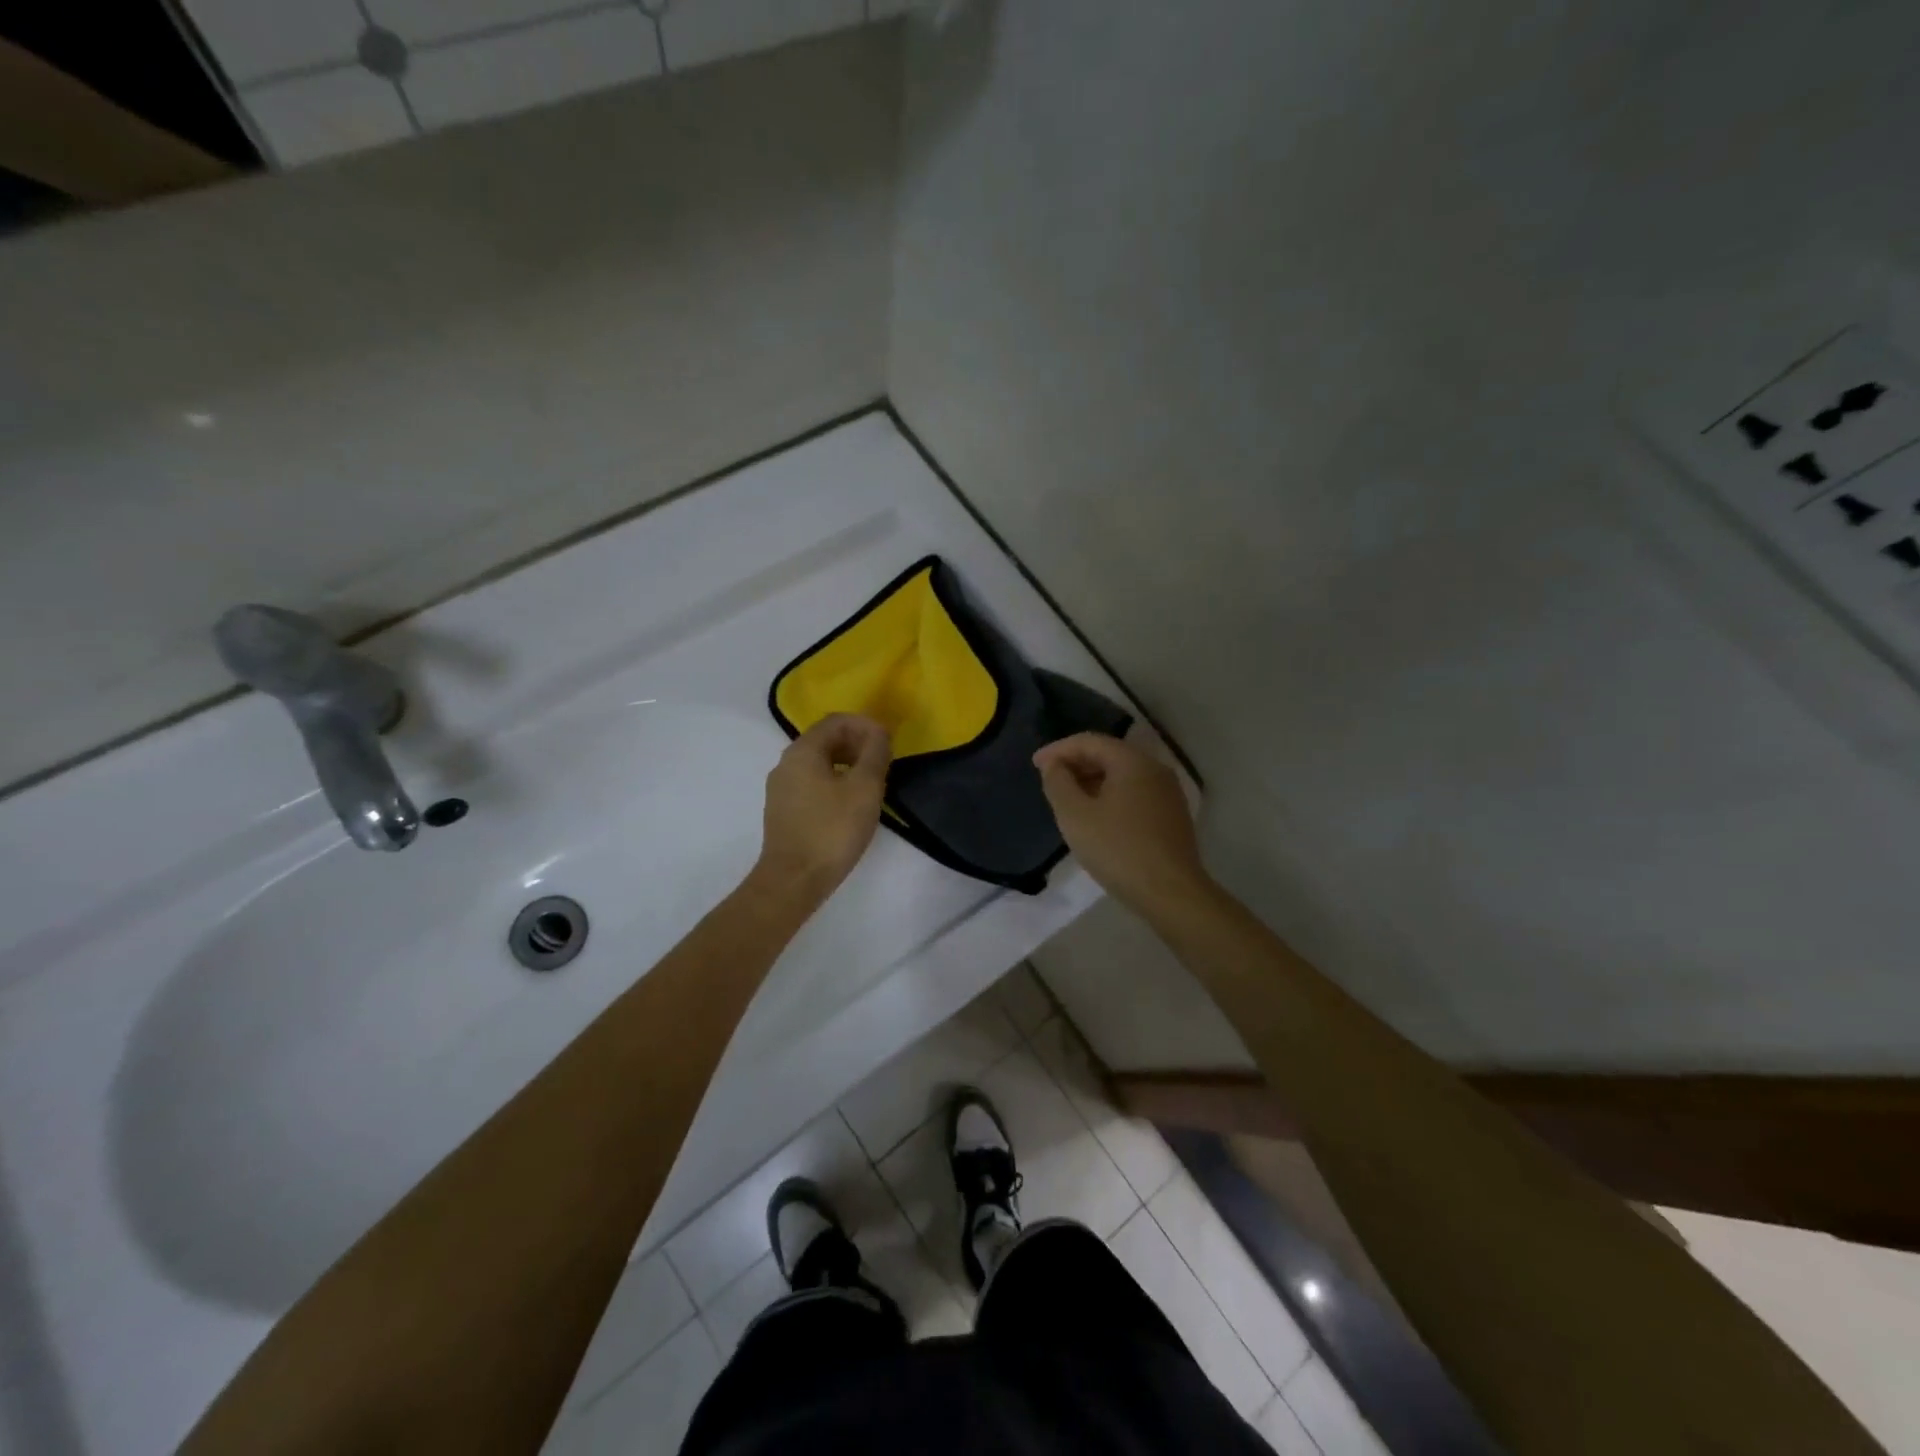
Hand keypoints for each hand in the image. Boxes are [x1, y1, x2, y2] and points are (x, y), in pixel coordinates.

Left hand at [755, 714, 891, 904]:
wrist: (794, 880)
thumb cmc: (832, 830)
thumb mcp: (865, 788)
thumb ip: (875, 754)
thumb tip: (879, 734)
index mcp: (803, 751)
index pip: (836, 721)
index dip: (865, 725)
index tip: (889, 742)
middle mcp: (786, 763)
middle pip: (825, 739)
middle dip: (857, 743)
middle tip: (884, 762)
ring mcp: (781, 788)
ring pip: (819, 763)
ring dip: (848, 764)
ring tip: (872, 783)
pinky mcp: (784, 811)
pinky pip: (812, 783)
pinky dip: (835, 782)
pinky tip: (852, 804)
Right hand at [1033, 732, 1208, 912]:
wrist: (1170, 893)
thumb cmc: (1118, 849)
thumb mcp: (1075, 816)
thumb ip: (1058, 783)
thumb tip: (1054, 765)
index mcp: (1133, 762)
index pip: (1090, 742)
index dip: (1059, 749)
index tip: (1035, 765)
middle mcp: (1155, 769)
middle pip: (1109, 755)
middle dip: (1076, 764)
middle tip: (1049, 780)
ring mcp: (1168, 794)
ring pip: (1123, 776)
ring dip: (1092, 781)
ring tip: (1068, 799)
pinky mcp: (1172, 816)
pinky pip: (1135, 794)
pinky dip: (1110, 796)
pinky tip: (1096, 817)